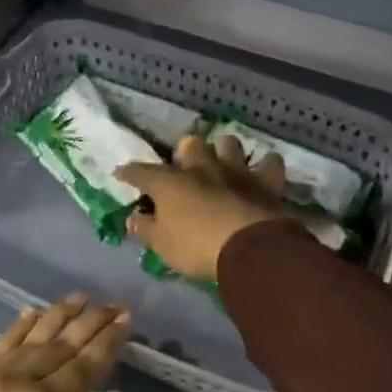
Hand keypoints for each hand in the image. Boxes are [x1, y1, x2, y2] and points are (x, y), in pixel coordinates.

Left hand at [0, 296, 128, 391]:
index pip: (86, 365)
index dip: (108, 341)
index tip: (127, 318)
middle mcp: (22, 379)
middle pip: (63, 343)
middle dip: (92, 321)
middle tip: (116, 303)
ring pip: (35, 335)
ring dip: (60, 314)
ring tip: (82, 297)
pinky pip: (3, 341)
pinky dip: (21, 325)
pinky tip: (33, 311)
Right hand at [116, 133, 293, 282]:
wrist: (250, 248)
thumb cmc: (197, 247)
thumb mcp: (163, 246)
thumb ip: (146, 230)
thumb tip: (133, 219)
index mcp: (171, 183)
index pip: (142, 172)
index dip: (130, 173)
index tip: (122, 174)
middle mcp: (202, 168)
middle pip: (190, 145)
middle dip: (185, 153)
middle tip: (184, 168)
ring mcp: (236, 171)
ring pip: (228, 143)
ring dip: (224, 151)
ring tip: (223, 164)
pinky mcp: (266, 181)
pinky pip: (269, 162)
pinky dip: (265, 166)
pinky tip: (262, 172)